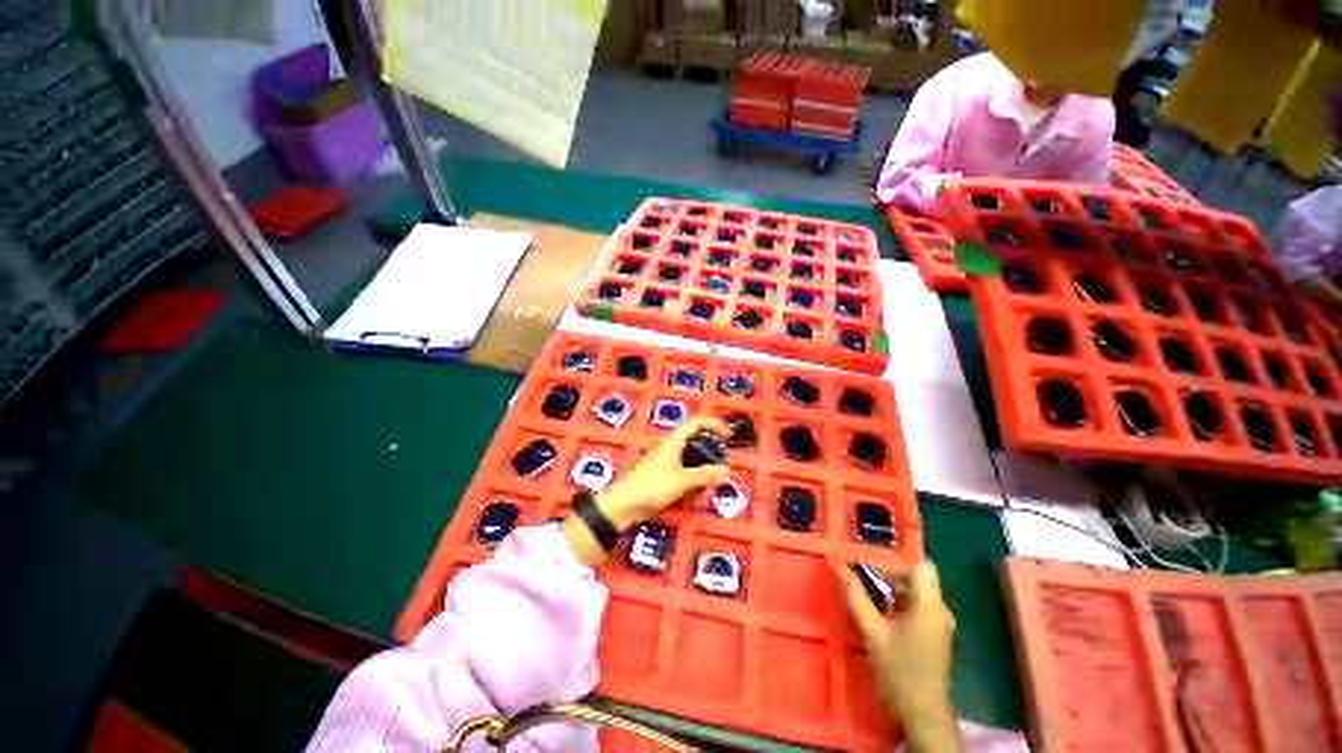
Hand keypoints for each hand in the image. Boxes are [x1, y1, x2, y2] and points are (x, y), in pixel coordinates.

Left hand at [563, 417, 729, 565]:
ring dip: (701, 480)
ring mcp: (668, 464)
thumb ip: (705, 475)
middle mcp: (672, 449)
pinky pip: (685, 478)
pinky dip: (691, 488)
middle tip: (718, 477)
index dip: (714, 425)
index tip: (728, 437)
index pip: (697, 423)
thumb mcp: (683, 480)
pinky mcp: (664, 478)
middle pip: (698, 448)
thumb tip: (726, 470)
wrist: (625, 505)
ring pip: (693, 466)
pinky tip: (693, 502)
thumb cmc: (653, 486)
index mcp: (674, 441)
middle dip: (710, 464)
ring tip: (703, 497)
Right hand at [839, 561, 959, 751]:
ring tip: (863, 591)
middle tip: (857, 576)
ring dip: (889, 587)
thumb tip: (836, 564)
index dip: (894, 561)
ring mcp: (939, 623)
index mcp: (929, 606)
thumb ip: (855, 596)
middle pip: (914, 577)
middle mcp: (939, 610)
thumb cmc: (899, 671)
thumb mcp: (872, 631)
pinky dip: (896, 601)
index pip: (920, 566)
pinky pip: (915, 605)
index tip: (867, 565)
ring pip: (914, 591)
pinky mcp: (934, 634)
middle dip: (885, 573)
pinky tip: (877, 611)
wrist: (922, 714)